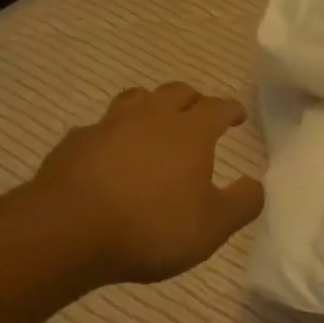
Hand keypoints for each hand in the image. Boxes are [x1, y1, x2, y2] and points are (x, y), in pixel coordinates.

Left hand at [23, 82, 264, 286]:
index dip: (231, 109)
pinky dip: (112, 135)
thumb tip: (256, 184)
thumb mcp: (211, 227)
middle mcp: (152, 117)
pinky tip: (109, 154)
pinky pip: (100, 127)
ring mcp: (110, 125)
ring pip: (136, 98)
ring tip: (154, 123)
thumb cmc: (150, 227)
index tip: (237, 115)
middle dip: (193, 100)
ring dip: (151, 106)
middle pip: (177, 92)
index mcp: (190, 131)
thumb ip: (241, 203)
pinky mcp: (76, 141)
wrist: (68, 230)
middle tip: (198, 114)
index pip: (217, 107)